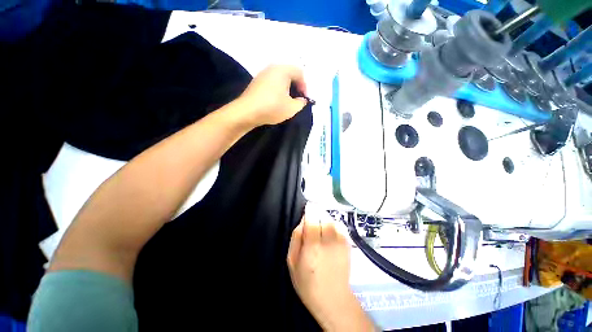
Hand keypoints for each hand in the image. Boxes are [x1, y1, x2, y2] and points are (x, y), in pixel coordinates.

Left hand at [236, 65, 307, 126]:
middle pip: (290, 74)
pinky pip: (272, 82)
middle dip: (296, 87)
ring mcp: (262, 74)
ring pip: (280, 78)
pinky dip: (278, 90)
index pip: (300, 73)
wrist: (246, 112)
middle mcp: (272, 68)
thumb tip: (302, 100)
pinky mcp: (256, 82)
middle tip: (297, 100)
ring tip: (287, 101)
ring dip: (287, 89)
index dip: (305, 86)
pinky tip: (276, 101)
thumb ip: (301, 103)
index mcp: (283, 70)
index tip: (304, 99)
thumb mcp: (291, 108)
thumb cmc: (272, 107)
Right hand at [287, 205, 375, 330]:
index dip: (310, 210)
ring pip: (333, 220)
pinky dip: (334, 225)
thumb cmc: (307, 282)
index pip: (312, 220)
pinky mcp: (348, 245)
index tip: (308, 206)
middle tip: (313, 218)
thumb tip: (303, 221)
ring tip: (321, 225)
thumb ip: (296, 238)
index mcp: (312, 247)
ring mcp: (340, 243)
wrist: (333, 298)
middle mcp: (328, 242)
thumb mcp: (292, 262)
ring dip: (325, 219)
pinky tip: (330, 232)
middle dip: (317, 214)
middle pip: (323, 217)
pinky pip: (340, 226)